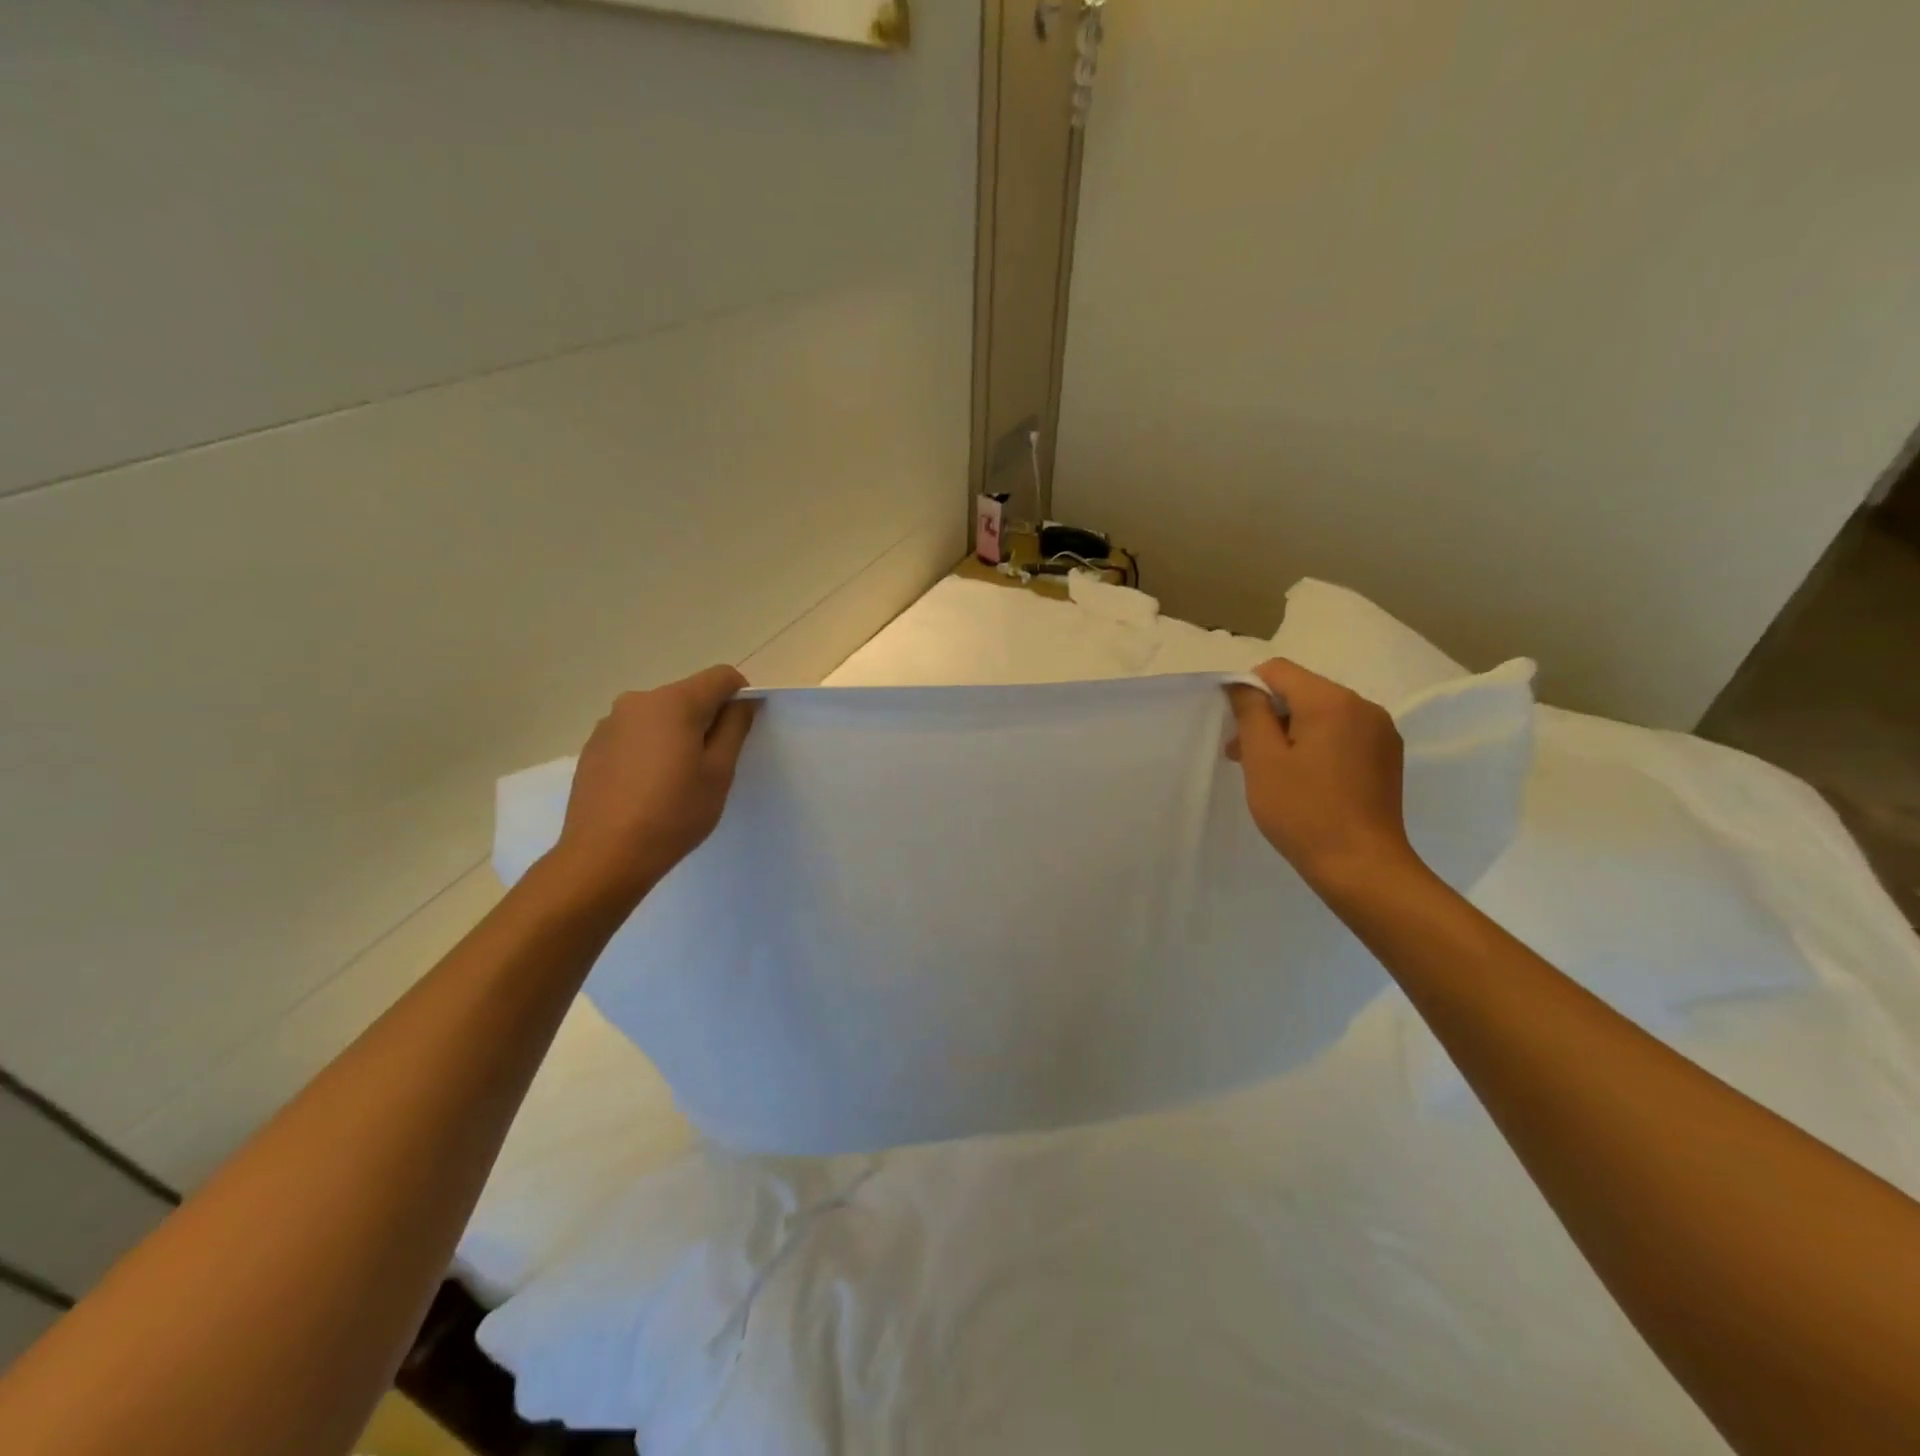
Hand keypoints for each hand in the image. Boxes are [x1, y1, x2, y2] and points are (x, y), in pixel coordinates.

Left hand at [551, 665, 757, 904]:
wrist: (604, 856)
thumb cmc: (674, 813)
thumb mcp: (719, 772)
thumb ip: (735, 728)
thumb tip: (744, 701)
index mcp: (674, 702)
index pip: (721, 677)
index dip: (740, 696)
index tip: (742, 731)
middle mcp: (638, 701)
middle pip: (688, 695)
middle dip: (706, 719)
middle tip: (712, 764)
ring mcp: (609, 723)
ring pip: (659, 716)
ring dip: (676, 734)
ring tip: (676, 780)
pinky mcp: (592, 747)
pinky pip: (634, 735)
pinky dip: (649, 749)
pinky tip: (647, 788)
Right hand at [1226, 659, 1422, 893]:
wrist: (1362, 867)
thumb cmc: (1303, 811)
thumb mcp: (1263, 760)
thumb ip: (1250, 713)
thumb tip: (1242, 685)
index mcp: (1332, 701)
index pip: (1278, 670)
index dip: (1249, 691)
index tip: (1236, 729)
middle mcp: (1363, 706)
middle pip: (1302, 691)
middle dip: (1269, 716)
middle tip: (1243, 756)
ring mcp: (1381, 732)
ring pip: (1322, 714)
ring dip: (1292, 733)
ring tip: (1273, 772)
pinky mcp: (1387, 757)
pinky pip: (1343, 734)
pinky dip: (1318, 746)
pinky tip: (1306, 781)